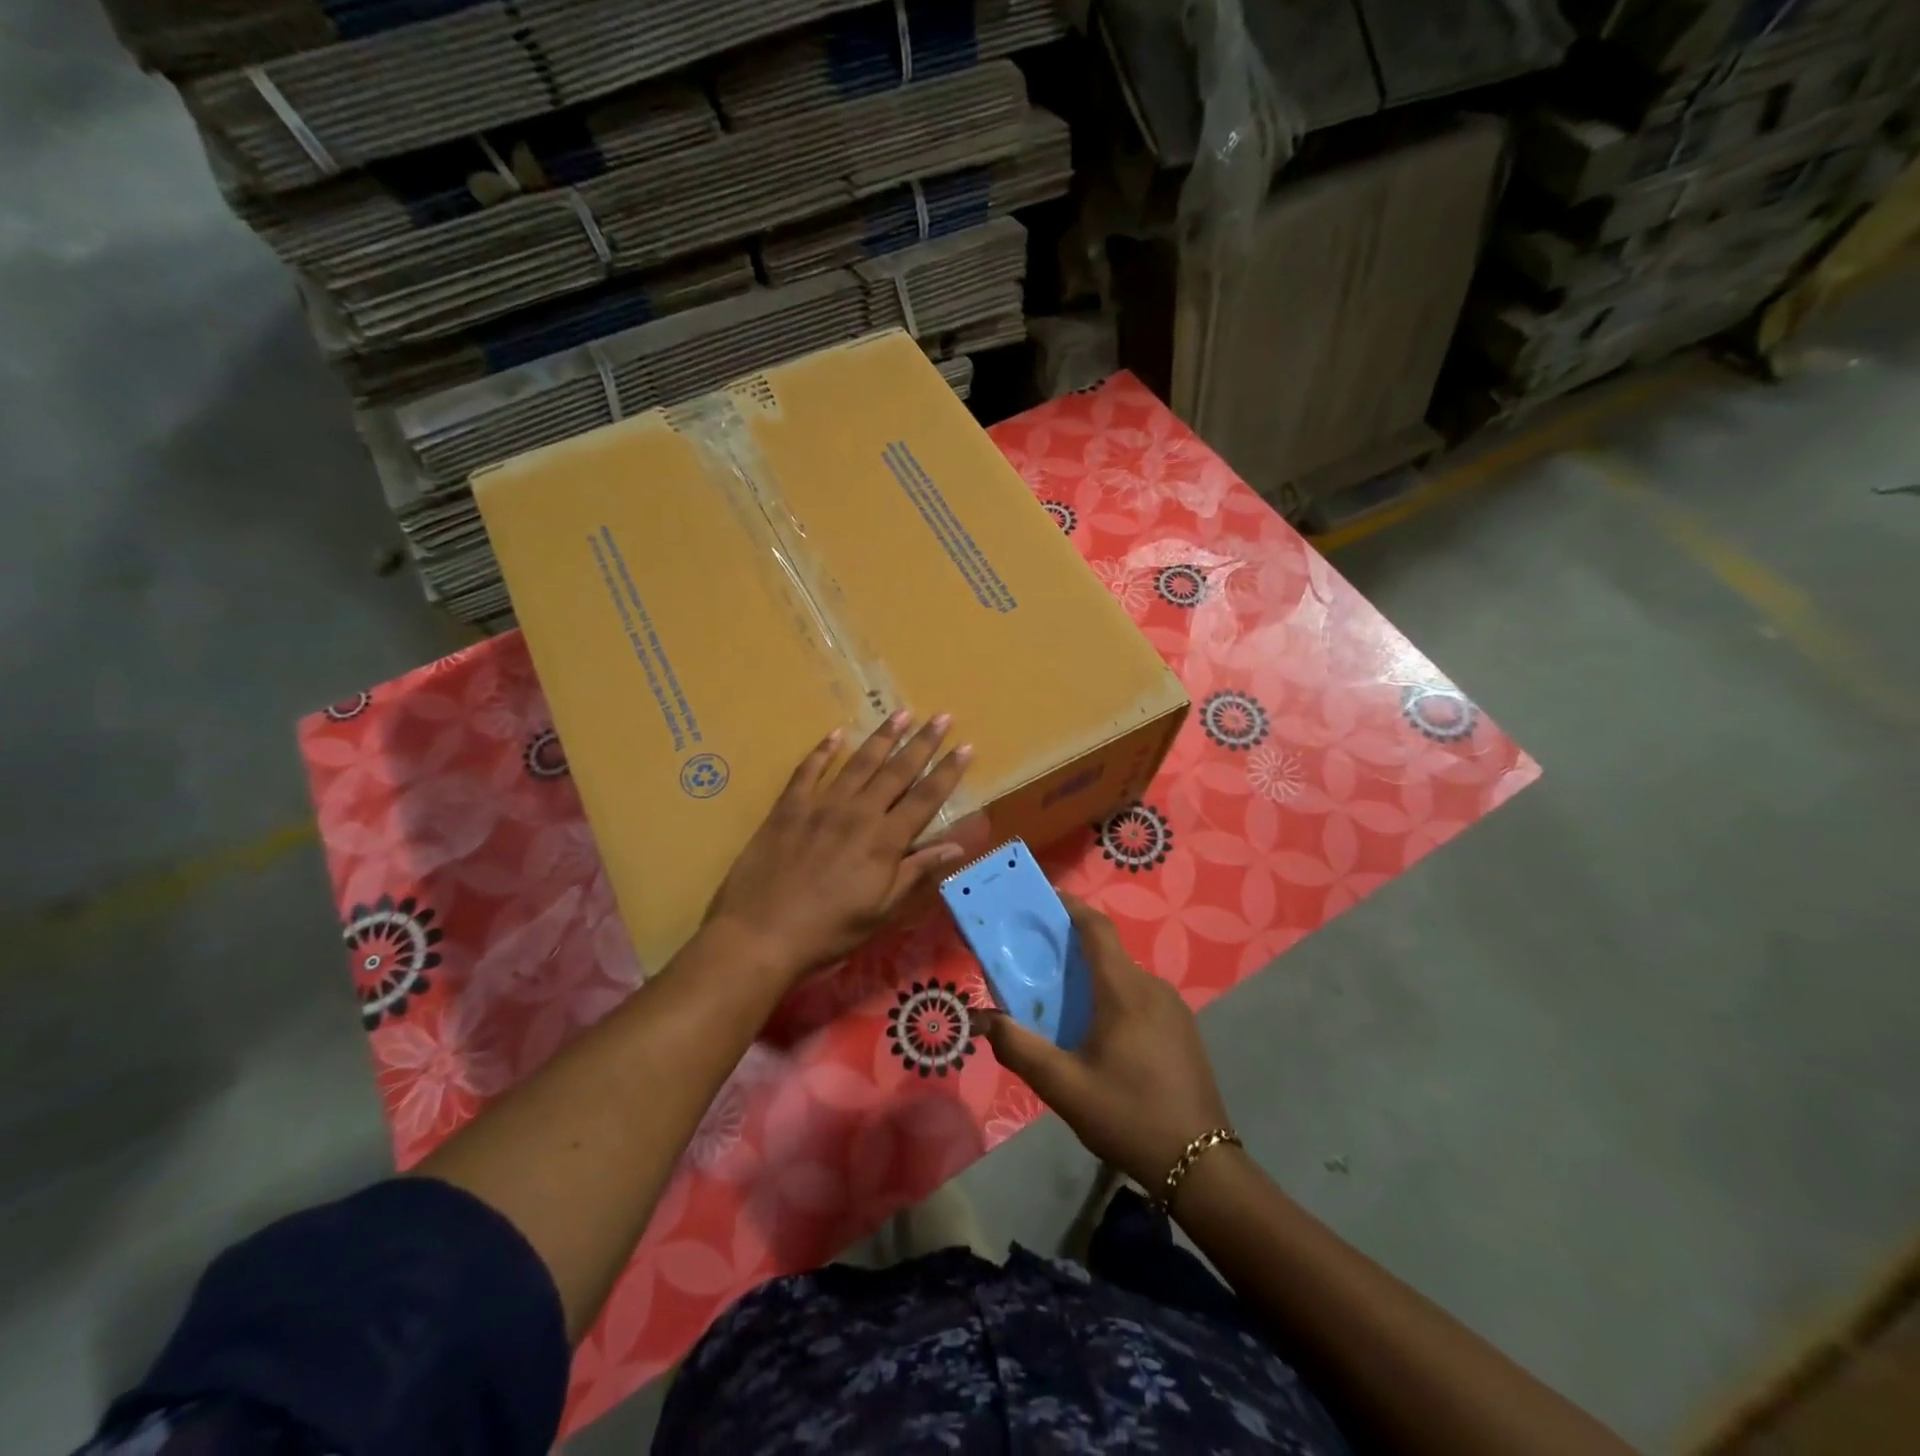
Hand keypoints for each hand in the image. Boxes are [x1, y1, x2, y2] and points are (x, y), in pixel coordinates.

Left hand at [705, 711, 972, 983]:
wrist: (760, 933)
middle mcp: (858, 813)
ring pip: (859, 763)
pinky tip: (836, 734)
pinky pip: (808, 770)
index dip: (948, 772)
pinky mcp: (789, 808)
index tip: (967, 746)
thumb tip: (957, 845)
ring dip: (882, 737)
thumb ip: (917, 872)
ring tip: (901, 714)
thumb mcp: (882, 909)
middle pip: (897, 771)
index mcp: (885, 840)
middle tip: (942, 716)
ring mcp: (821, 805)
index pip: (925, 798)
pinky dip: (823, 751)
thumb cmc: (829, 929)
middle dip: (923, 743)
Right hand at [982, 896, 1231, 1192]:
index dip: (1070, 906)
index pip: (1096, 928)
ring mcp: (1173, 1008)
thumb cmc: (1128, 1116)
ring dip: (1092, 977)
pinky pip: (1140, 997)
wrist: (1201, 1166)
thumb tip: (984, 1018)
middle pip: (1107, 952)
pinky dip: (1112, 997)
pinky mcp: (1182, 1029)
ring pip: (1124, 977)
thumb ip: (1020, 1049)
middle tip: (1034, 960)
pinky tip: (1097, 1032)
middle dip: (1070, 948)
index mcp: (1125, 991)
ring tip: (1059, 1001)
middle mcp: (1152, 987)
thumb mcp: (1064, 1088)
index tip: (1042, 898)